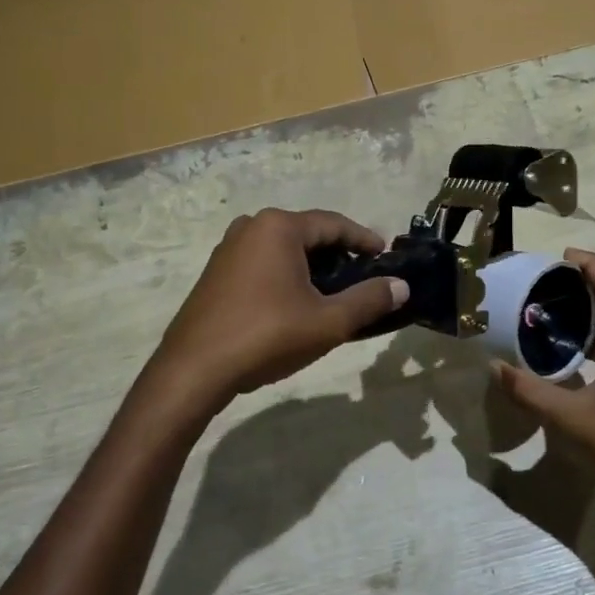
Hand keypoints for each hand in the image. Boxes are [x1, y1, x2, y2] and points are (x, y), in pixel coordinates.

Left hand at [149, 208, 408, 407]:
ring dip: (312, 267)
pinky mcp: (216, 273)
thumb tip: (401, 286)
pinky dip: (287, 276)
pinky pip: (263, 263)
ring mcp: (228, 249)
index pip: (334, 224)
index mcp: (278, 227)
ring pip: (284, 250)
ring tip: (335, 293)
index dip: (364, 239)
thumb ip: (369, 300)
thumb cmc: (266, 337)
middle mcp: (251, 227)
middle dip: (339, 254)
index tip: (386, 255)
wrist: (194, 370)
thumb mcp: (328, 322)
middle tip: (364, 277)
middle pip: (308, 234)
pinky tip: (297, 303)